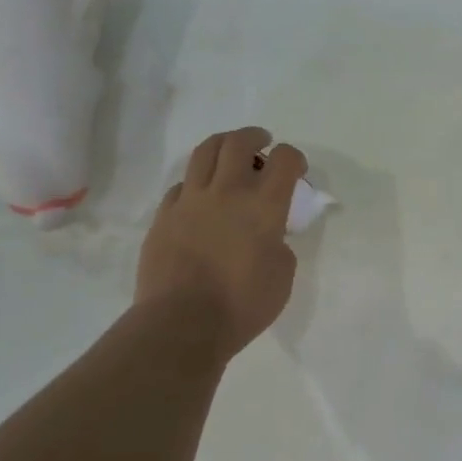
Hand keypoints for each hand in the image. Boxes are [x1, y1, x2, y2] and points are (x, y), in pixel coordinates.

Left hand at [136, 128, 305, 358]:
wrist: (182, 323)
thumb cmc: (242, 306)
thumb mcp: (282, 278)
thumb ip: (280, 247)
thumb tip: (269, 237)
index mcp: (263, 206)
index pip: (284, 161)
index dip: (294, 158)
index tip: (297, 170)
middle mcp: (227, 192)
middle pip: (239, 143)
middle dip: (255, 137)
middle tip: (262, 144)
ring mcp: (190, 201)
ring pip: (204, 152)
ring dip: (222, 145)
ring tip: (229, 153)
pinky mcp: (164, 216)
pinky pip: (181, 186)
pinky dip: (196, 183)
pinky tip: (200, 196)